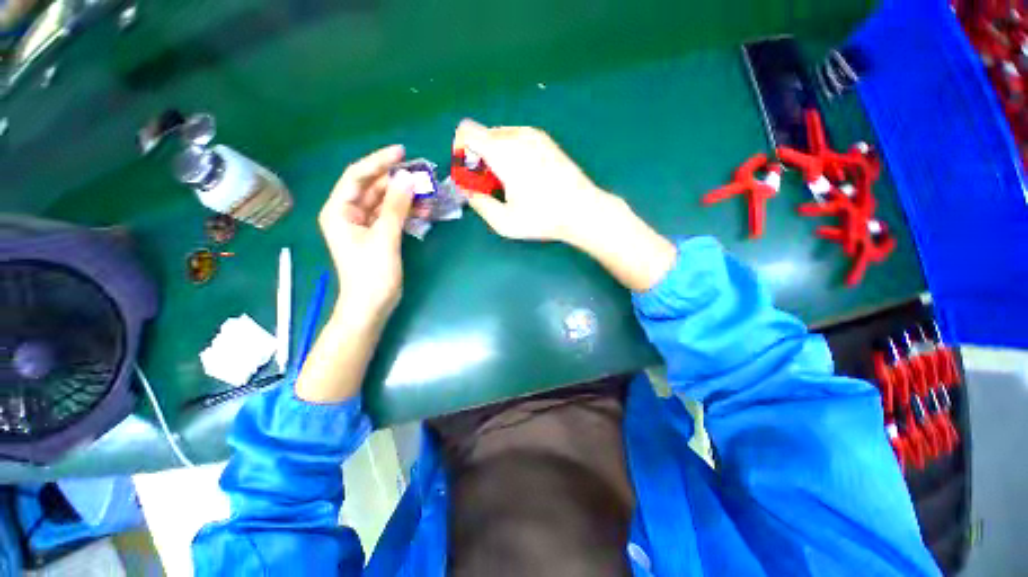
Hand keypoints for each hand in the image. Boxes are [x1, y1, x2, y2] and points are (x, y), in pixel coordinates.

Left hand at [297, 146, 414, 403]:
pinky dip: (406, 212)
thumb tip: (407, 178)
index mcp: (339, 210)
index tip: (402, 152)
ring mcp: (364, 225)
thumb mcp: (385, 238)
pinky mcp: (377, 235)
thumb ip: (395, 207)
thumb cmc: (372, 274)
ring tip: (427, 193)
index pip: (357, 176)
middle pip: (372, 187)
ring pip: (384, 202)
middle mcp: (348, 213)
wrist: (371, 306)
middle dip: (396, 180)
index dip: (379, 161)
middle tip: (421, 174)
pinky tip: (423, 210)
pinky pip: (391, 216)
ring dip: (404, 197)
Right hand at [454, 120, 677, 291]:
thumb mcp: (504, 222)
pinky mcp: (546, 140)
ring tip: (509, 183)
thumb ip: (479, 204)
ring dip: (495, 156)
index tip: (471, 173)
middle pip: (483, 135)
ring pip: (500, 137)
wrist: (583, 210)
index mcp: (504, 152)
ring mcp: (535, 135)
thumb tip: (468, 191)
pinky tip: (524, 176)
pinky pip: (517, 139)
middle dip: (478, 158)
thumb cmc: (543, 218)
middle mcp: (518, 136)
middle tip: (490, 185)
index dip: (461, 150)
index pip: (467, 131)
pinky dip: (511, 153)